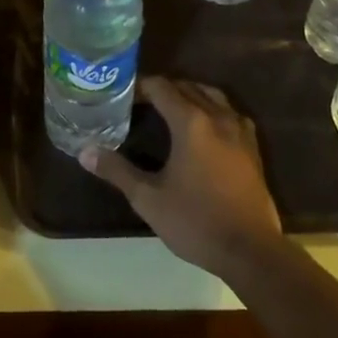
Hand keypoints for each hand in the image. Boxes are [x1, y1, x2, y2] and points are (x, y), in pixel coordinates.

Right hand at [80, 78, 283, 278]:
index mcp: (191, 122)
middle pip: (188, 87)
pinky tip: (204, 128)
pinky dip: (213, 109)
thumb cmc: (195, 222)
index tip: (122, 96)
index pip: (162, 88)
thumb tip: (85, 152)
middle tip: (140, 103)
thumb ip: (117, 171)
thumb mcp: (148, 199)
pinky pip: (230, 113)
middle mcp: (217, 117)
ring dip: (190, 94)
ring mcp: (240, 131)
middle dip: (163, 89)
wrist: (250, 250)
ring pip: (212, 96)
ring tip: (170, 108)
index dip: (140, 87)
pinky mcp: (253, 148)